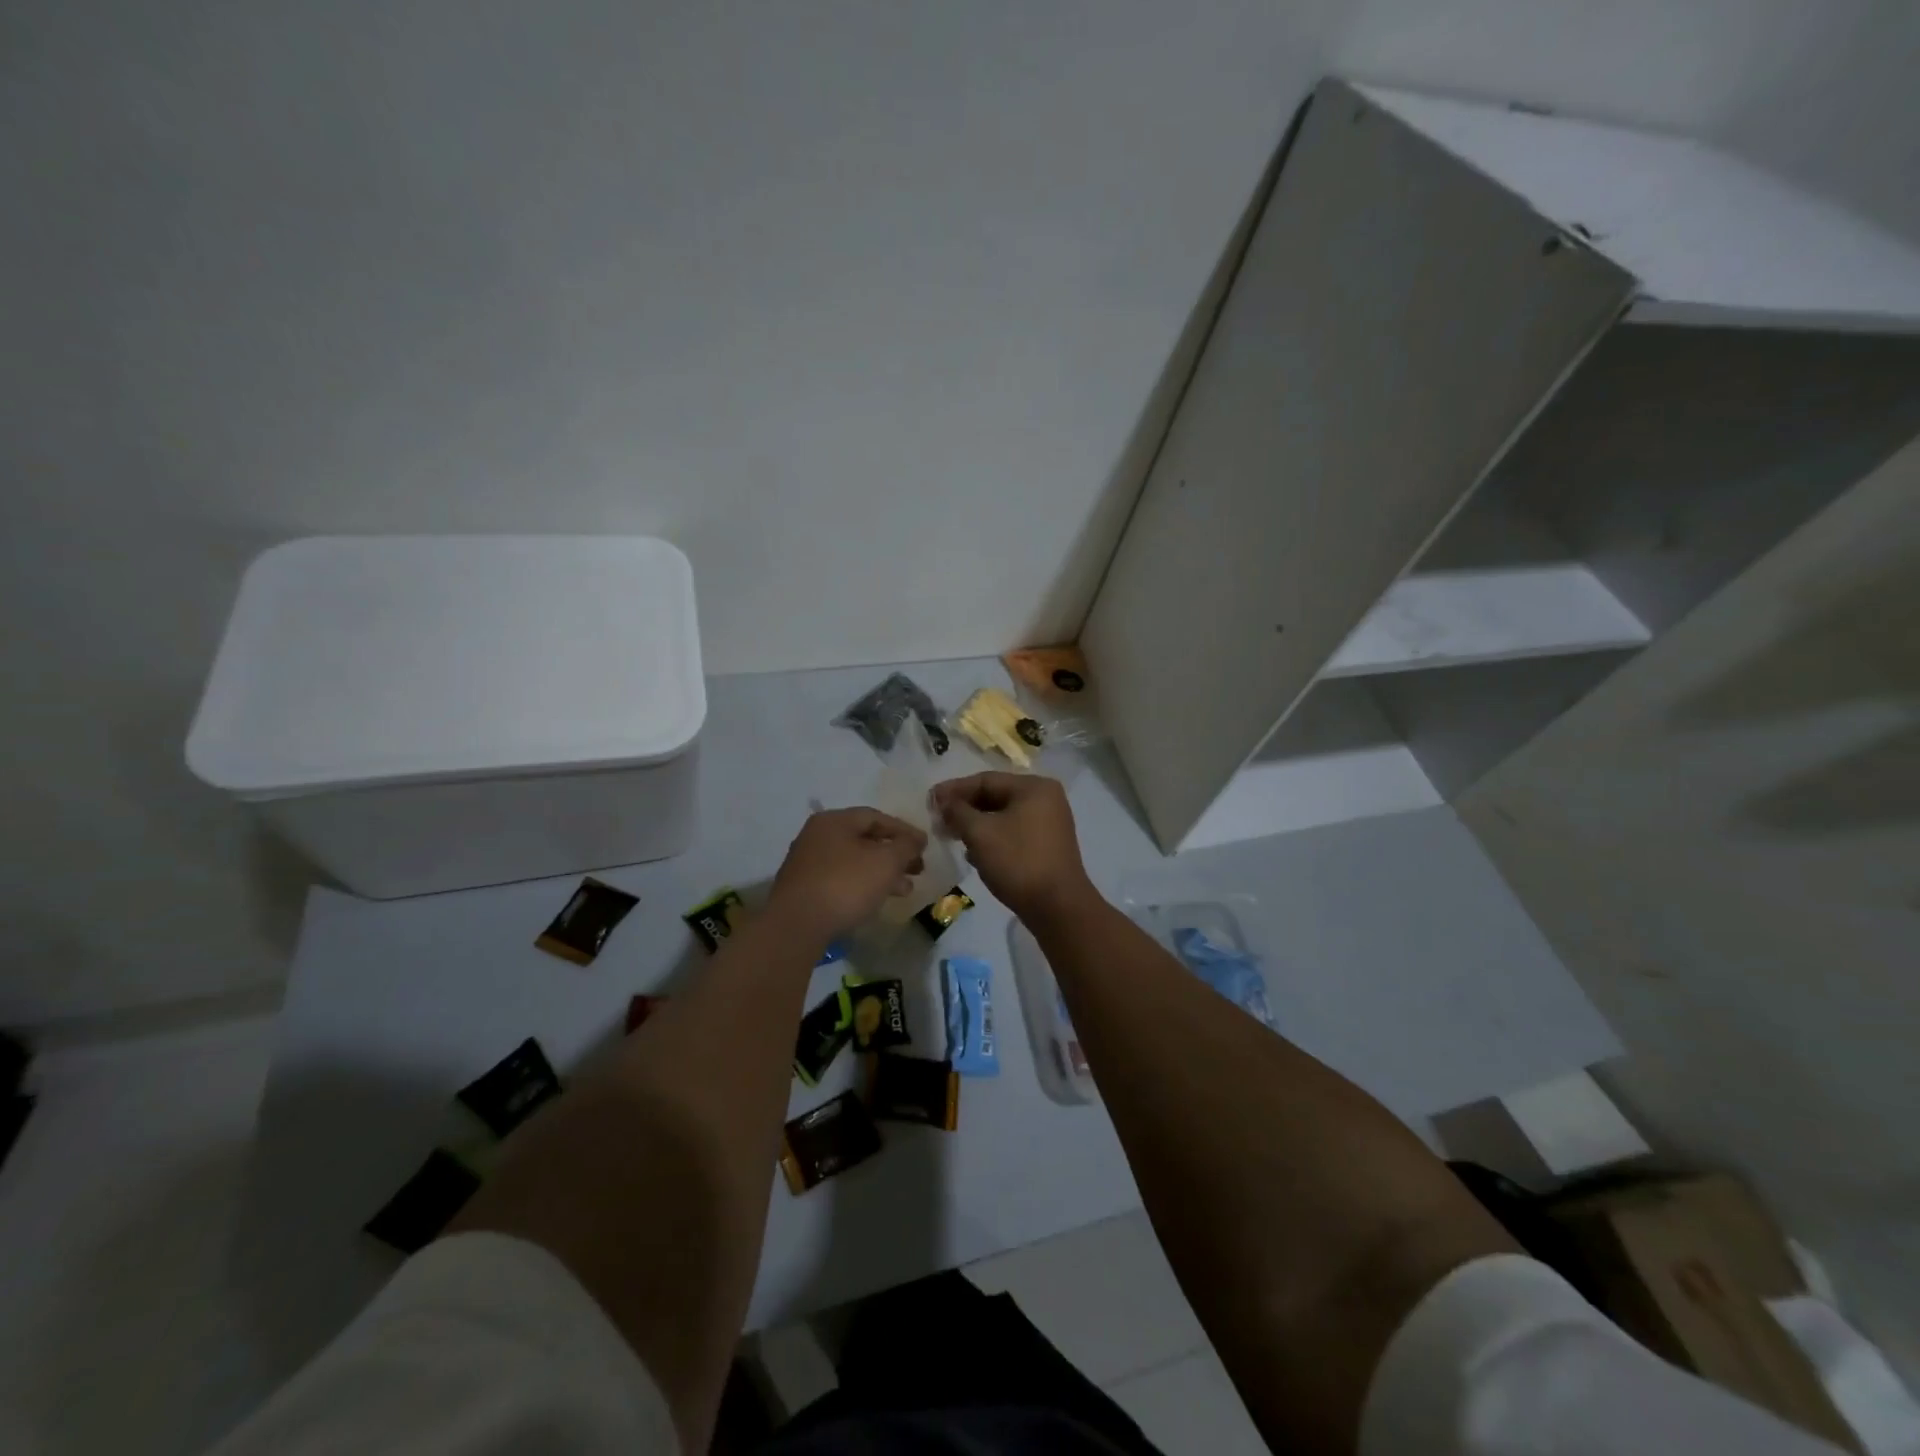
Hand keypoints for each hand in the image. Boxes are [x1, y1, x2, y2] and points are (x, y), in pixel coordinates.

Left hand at [768, 808, 926, 942]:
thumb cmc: (845, 884)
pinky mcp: (804, 889)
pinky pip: (841, 879)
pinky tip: (876, 900)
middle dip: (895, 854)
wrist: (796, 926)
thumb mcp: (886, 861)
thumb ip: (905, 846)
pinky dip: (863, 885)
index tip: (925, 846)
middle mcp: (817, 836)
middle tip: (918, 869)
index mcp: (834, 821)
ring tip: (905, 890)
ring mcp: (808, 863)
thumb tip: (915, 839)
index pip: (876, 817)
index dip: (904, 830)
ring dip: (882, 873)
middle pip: (865, 839)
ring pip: (854, 862)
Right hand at [933, 773, 1094, 922]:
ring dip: (976, 825)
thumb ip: (957, 812)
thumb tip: (942, 801)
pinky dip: (992, 838)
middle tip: (938, 821)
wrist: (1058, 907)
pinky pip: (1013, 832)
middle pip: (995, 796)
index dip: (954, 789)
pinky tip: (974, 854)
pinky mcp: (1047, 846)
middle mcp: (1046, 799)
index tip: (930, 801)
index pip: (986, 780)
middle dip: (964, 809)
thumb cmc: (1018, 862)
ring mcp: (1049, 823)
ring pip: (1003, 816)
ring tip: (952, 837)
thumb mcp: (980, 833)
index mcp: (1034, 787)